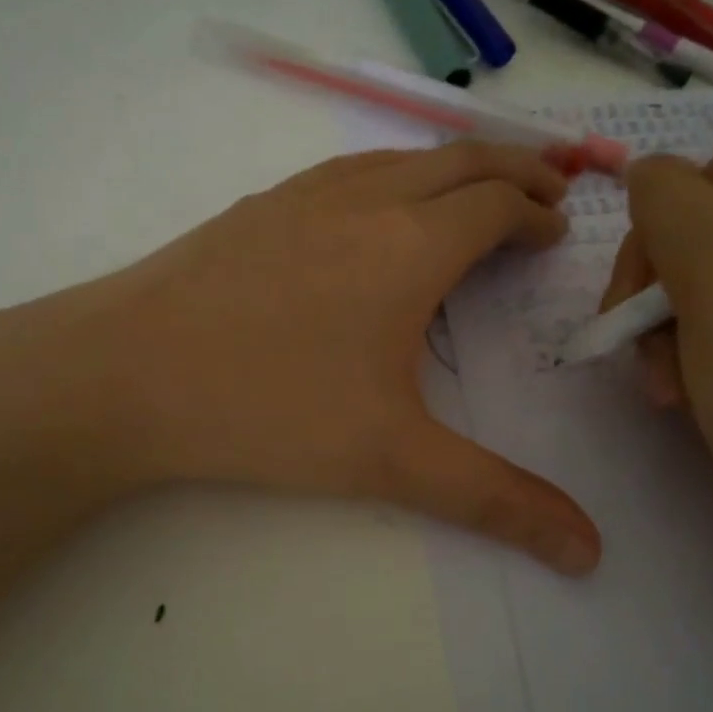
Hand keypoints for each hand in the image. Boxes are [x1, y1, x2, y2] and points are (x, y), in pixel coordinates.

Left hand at [0, 144, 602, 574]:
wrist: (124, 372)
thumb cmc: (267, 408)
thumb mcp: (392, 460)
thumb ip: (495, 500)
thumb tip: (588, 553)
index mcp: (411, 244)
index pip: (497, 204)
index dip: (537, 212)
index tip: (556, 230)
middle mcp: (364, 199)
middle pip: (460, 161)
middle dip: (513, 169)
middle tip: (544, 191)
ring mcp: (302, 194)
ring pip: (400, 158)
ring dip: (451, 167)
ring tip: (472, 192)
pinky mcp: (256, 207)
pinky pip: (347, 171)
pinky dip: (391, 175)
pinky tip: (373, 209)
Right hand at [603, 122, 712, 680]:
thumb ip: (666, 197)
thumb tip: (647, 176)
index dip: (692, 212)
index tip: (675, 282)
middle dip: (669, 278)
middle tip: (641, 334)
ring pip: (709, 266)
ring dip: (668, 320)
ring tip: (664, 379)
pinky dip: (688, 345)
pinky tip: (678, 389)